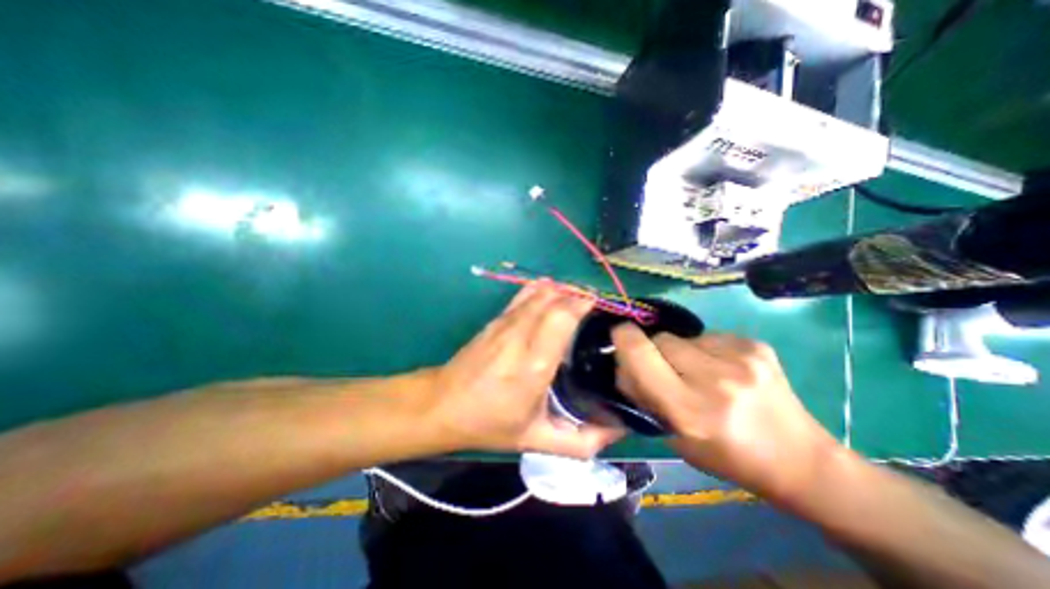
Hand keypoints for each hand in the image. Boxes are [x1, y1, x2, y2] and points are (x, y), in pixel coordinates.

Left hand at [426, 280, 621, 460]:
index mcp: (534, 363)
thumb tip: (619, 430)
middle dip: (576, 294)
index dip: (582, 304)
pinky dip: (542, 289)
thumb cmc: (490, 422)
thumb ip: (582, 441)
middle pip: (553, 298)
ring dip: (561, 290)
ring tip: (576, 299)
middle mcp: (520, 335)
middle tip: (593, 305)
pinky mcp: (495, 319)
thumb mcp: (538, 440)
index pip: (561, 316)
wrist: (443, 404)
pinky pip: (523, 294)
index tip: (598, 308)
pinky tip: (552, 293)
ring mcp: (505, 323)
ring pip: (538, 292)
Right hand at [613, 325, 842, 503]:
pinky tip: (725, 370)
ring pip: (684, 336)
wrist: (800, 459)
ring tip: (702, 373)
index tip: (620, 335)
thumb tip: (622, 362)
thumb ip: (643, 395)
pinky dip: (707, 349)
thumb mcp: (673, 435)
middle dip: (655, 350)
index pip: (639, 353)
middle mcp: (714, 379)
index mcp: (688, 409)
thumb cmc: (726, 455)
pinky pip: (710, 335)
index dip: (623, 337)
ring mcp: (740, 358)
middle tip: (669, 370)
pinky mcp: (755, 345)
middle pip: (660, 339)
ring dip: (683, 351)